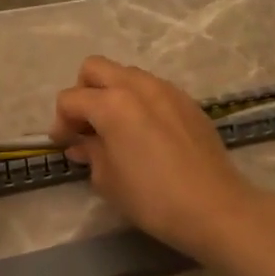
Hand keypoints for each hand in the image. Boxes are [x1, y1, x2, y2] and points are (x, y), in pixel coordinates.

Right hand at [50, 56, 270, 260]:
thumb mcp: (108, 180)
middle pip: (95, 68)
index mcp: (111, 104)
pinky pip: (152, 89)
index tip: (64, 145)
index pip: (70, 99)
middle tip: (86, 125)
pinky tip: (145, 133)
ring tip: (116, 129)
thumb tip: (82, 144)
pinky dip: (139, 102)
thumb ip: (90, 153)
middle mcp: (137, 86)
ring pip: (126, 74)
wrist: (214, 207)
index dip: (60, 122)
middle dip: (83, 92)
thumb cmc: (152, 198)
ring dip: (112, 94)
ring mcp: (166, 89)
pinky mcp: (187, 101)